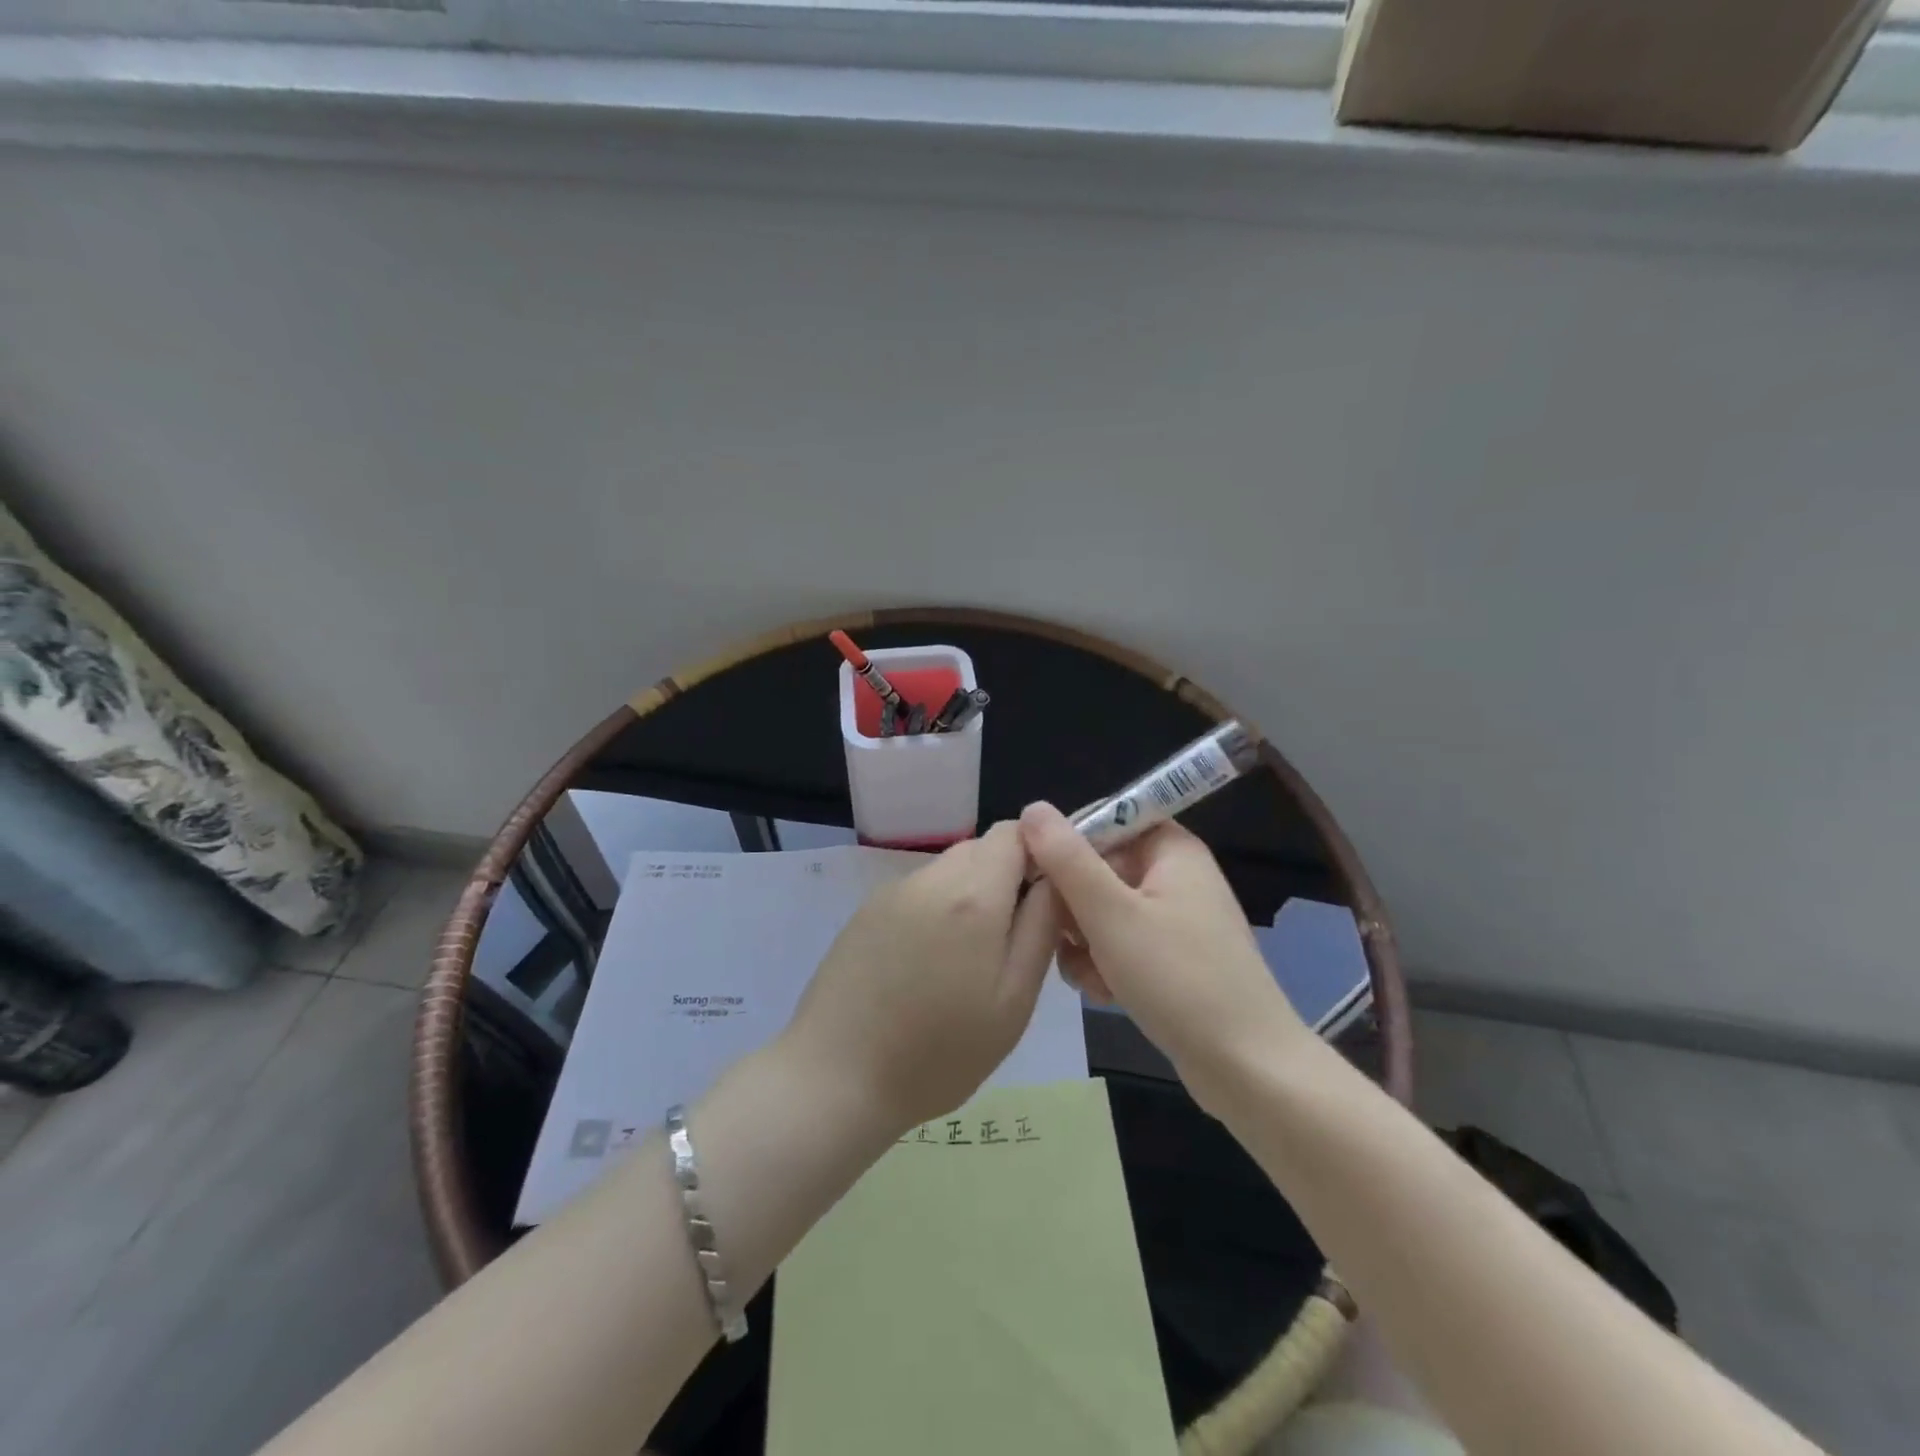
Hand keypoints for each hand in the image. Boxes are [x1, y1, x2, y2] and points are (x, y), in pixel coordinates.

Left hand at [782, 821, 1062, 1133]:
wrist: (835, 1078)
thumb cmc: (939, 1052)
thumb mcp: (1013, 1000)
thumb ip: (1041, 927)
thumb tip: (1054, 880)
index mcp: (972, 894)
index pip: (1015, 831)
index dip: (1039, 854)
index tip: (1045, 899)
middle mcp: (930, 878)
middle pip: (981, 848)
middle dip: (1005, 878)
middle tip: (1010, 941)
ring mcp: (892, 892)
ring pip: (949, 870)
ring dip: (969, 896)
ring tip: (966, 961)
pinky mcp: (865, 911)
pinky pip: (918, 892)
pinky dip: (936, 910)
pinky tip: (926, 966)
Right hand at [1018, 801, 1310, 1109]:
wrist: (1247, 1068)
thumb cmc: (1178, 979)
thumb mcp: (1111, 914)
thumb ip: (1067, 859)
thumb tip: (1033, 808)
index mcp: (1170, 849)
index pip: (1105, 819)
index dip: (1066, 843)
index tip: (1040, 878)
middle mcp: (1175, 874)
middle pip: (1100, 867)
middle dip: (1074, 905)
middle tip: (1068, 939)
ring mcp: (1176, 918)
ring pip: (1104, 910)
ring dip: (1085, 940)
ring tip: (1091, 976)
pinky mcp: (1173, 957)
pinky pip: (1122, 941)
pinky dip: (1106, 962)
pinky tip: (1104, 993)